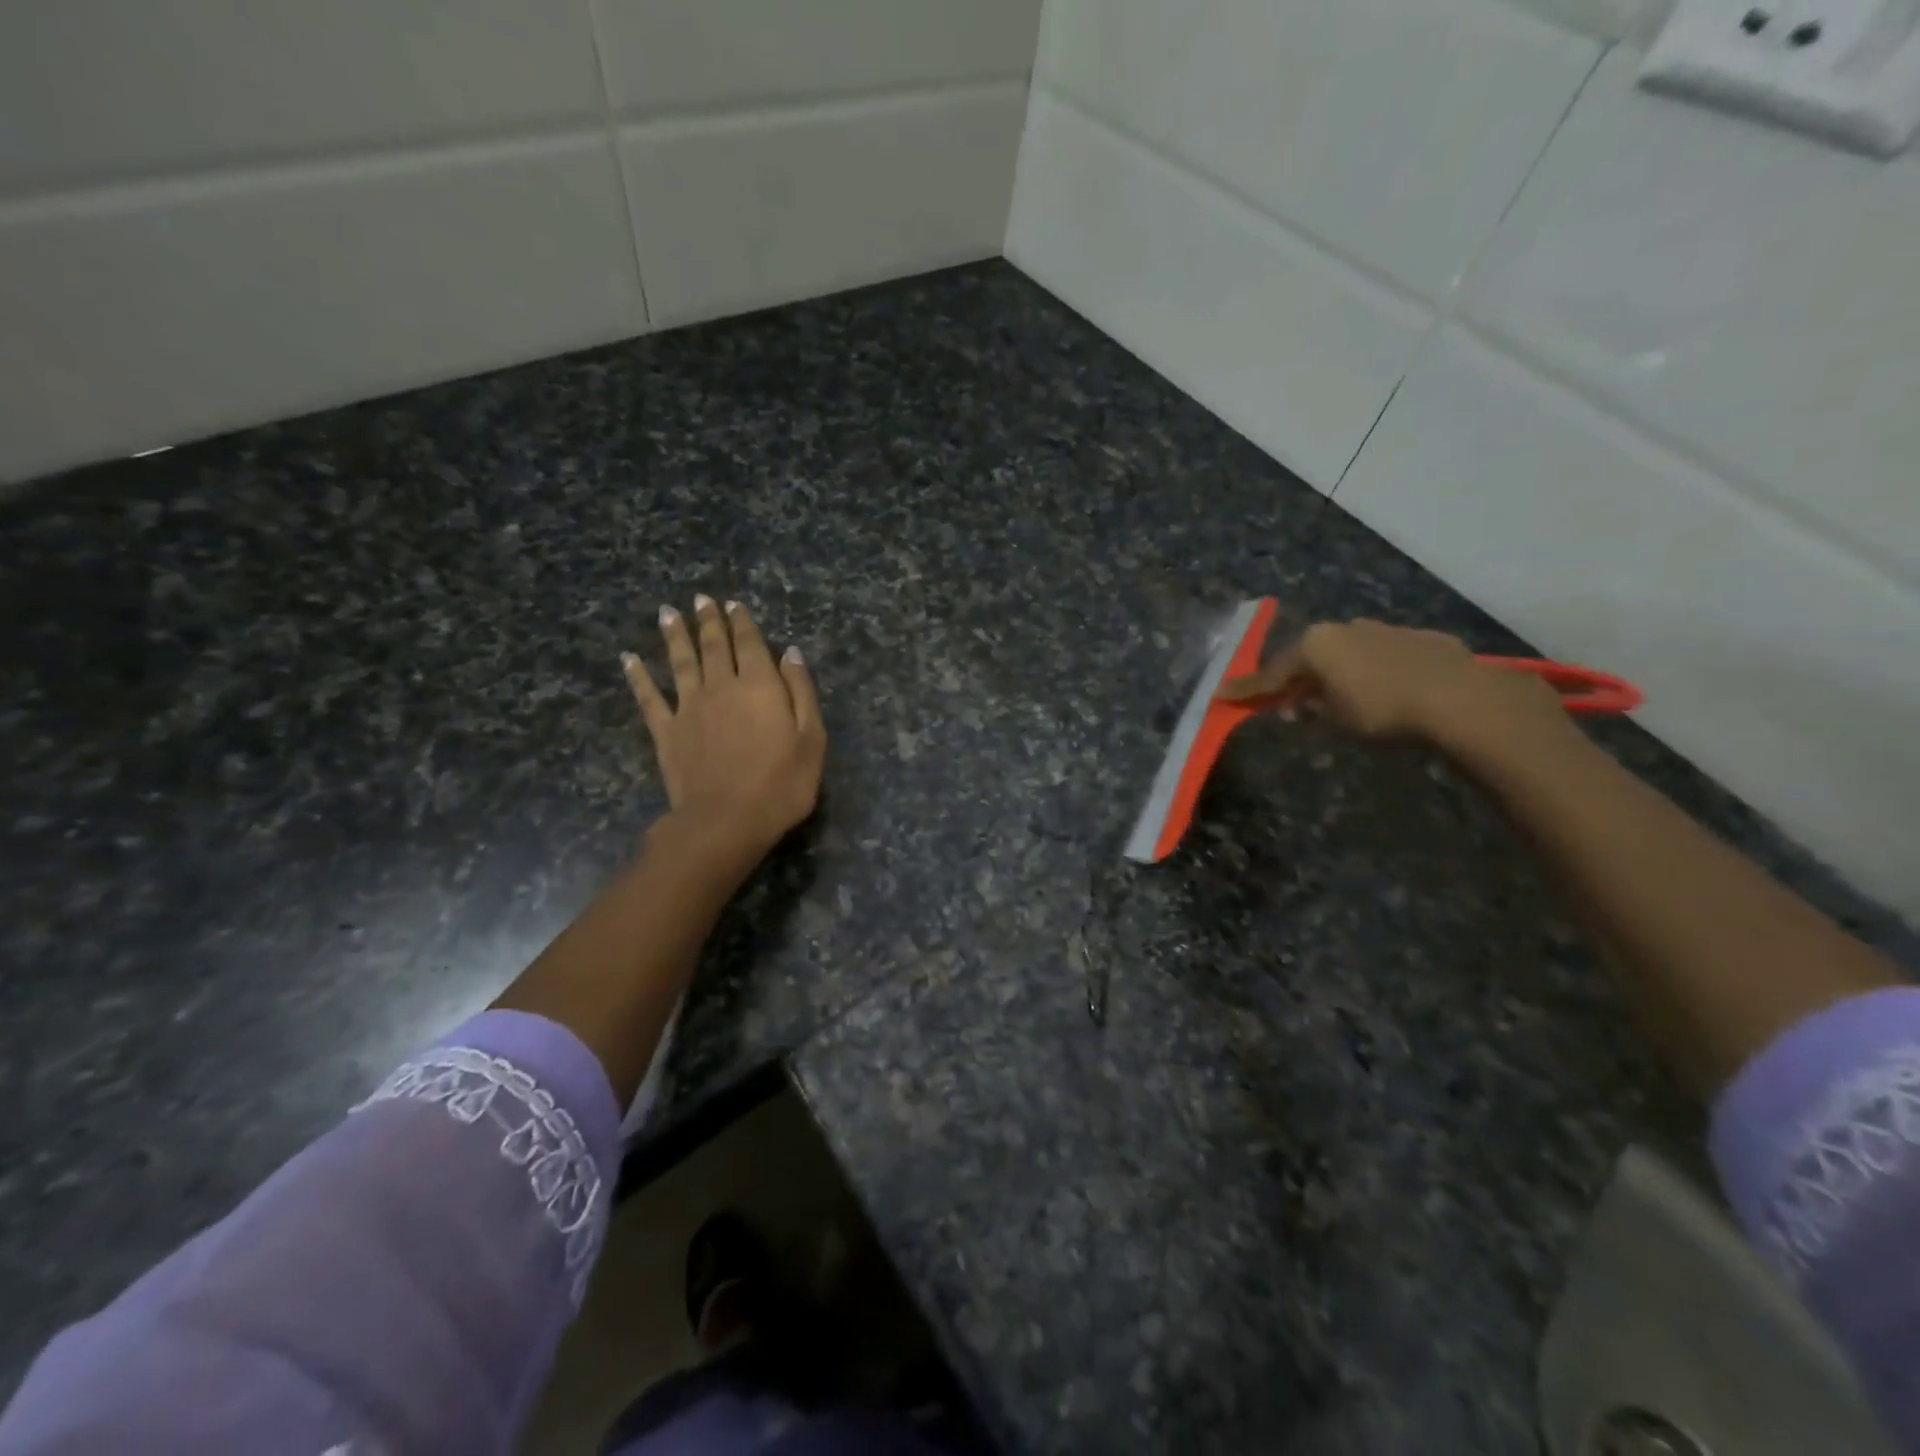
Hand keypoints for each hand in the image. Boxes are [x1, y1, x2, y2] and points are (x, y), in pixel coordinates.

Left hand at [622, 596, 824, 861]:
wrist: (726, 820)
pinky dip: (638, 677)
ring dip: (674, 635)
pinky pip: (649, 698)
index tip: (733, 604)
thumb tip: (790, 653)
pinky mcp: (666, 732)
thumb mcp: (811, 739)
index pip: (749, 643)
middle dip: (708, 620)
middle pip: (713, 645)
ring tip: (668, 613)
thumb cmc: (781, 783)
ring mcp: (689, 708)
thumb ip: (801, 692)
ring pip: (680, 662)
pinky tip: (629, 659)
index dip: (742, 622)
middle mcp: (721, 686)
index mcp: (759, 685)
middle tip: (701, 599)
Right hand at [1217, 618, 1565, 747]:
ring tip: (1339, 697)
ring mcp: (1384, 629)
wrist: (1459, 697)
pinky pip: (1382, 655)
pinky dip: (1373, 671)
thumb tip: (1299, 704)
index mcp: (1316, 644)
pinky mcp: (1419, 638)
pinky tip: (1384, 690)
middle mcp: (1345, 628)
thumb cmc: (1382, 709)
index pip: (1272, 673)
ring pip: (1347, 652)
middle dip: (1297, 678)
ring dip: (1337, 672)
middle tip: (1288, 702)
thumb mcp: (1335, 718)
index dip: (1247, 689)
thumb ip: (1310, 707)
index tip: (1222, 695)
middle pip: (1310, 656)